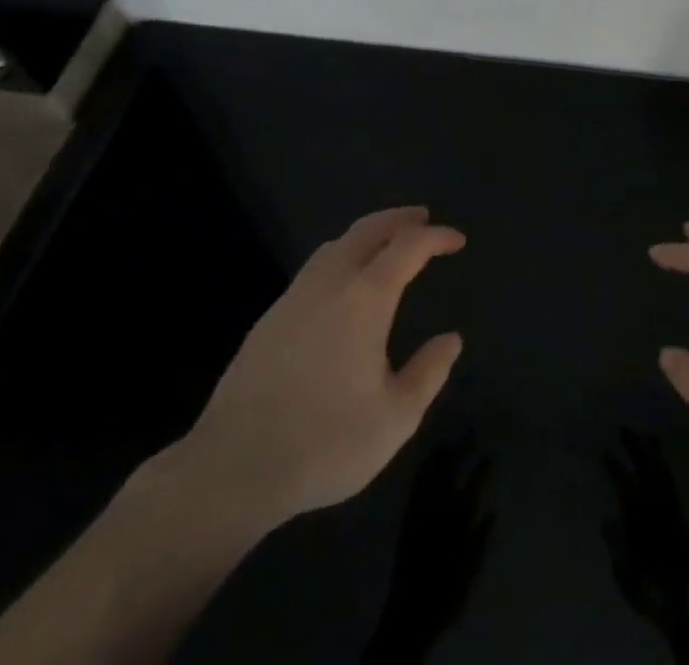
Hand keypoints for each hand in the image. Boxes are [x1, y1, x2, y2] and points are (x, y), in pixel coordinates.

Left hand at [167, 205, 465, 543]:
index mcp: (365, 299)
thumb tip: (451, 339)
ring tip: (386, 245)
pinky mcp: (269, 318)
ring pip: (336, 245)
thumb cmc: (324, 443)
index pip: (408, 246)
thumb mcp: (395, 419)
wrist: (232, 469)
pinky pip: (315, 269)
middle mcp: (330, 283)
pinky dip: (341, 257)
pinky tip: (344, 285)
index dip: (436, 237)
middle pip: (368, 229)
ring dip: (367, 234)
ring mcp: (294, 297)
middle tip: (423, 219)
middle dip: (399, 219)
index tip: (456, 241)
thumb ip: (429, 373)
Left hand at [363, 437, 494, 662]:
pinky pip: (415, 487)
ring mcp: (420, 512)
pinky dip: (422, 471)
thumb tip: (492, 513)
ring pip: (431, 475)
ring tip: (445, 441)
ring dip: (439, 457)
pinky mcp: (406, 519)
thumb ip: (481, 539)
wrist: (410, 614)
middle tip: (467, 432)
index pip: (474, 485)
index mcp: (459, 519)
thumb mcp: (471, 569)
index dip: (482, 468)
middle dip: (459, 449)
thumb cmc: (446, 593)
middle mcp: (440, 509)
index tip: (490, 453)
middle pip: (450, 472)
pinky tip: (424, 464)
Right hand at [603, 431, 688, 664]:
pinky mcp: (684, 515)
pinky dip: (667, 467)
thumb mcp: (626, 575)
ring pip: (661, 472)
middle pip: (645, 470)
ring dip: (653, 453)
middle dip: (635, 447)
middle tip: (624, 428)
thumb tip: (605, 518)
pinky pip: (674, 483)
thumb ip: (616, 545)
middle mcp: (657, 507)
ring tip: (646, 435)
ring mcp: (673, 509)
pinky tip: (663, 460)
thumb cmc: (652, 592)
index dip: (614, 467)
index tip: (605, 451)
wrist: (688, 606)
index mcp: (640, 519)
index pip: (624, 484)